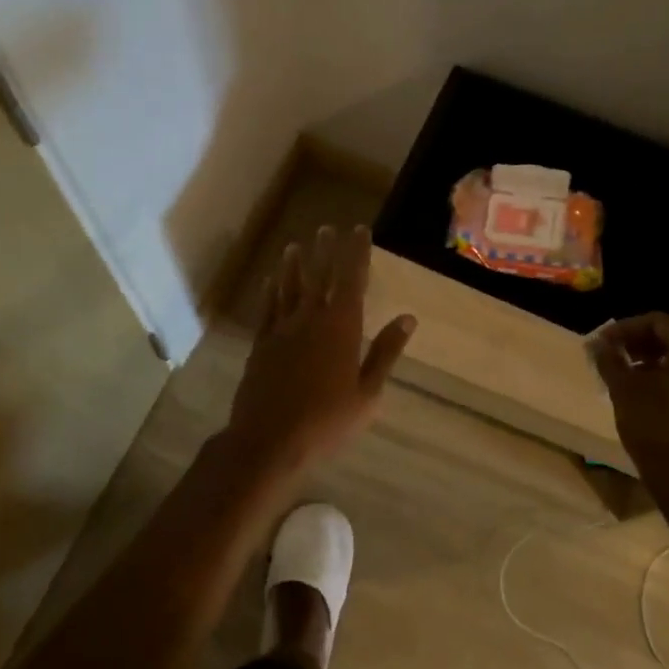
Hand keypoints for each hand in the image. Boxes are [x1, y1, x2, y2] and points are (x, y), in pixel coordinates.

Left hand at [223, 226, 415, 475]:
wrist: (269, 441)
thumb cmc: (327, 421)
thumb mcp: (367, 392)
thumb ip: (385, 352)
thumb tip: (407, 318)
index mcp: (341, 328)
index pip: (351, 280)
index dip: (356, 253)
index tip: (359, 230)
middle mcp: (311, 319)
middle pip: (319, 276)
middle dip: (325, 251)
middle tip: (327, 228)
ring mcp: (282, 330)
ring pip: (289, 287)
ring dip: (294, 264)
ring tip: (295, 246)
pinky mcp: (261, 343)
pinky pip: (267, 308)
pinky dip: (270, 291)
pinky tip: (270, 280)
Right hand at [590, 314, 668, 483]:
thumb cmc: (654, 424)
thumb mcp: (623, 387)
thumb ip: (609, 358)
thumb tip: (598, 344)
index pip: (657, 323)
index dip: (625, 329)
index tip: (603, 342)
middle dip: (639, 346)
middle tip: (612, 357)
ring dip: (653, 364)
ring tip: (626, 377)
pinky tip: (647, 398)